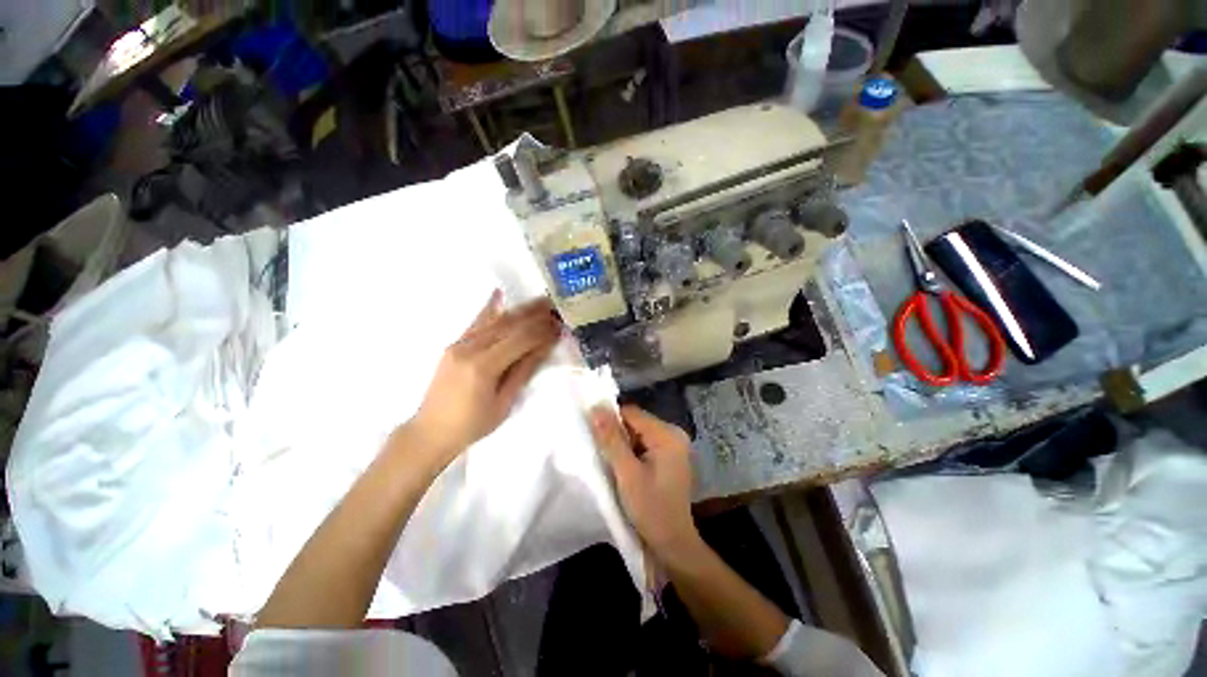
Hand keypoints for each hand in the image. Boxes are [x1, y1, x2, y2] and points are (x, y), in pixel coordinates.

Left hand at [410, 291, 560, 460]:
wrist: (430, 432)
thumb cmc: (472, 425)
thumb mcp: (504, 402)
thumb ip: (523, 370)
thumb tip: (544, 346)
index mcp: (483, 367)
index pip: (520, 339)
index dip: (542, 331)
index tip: (560, 325)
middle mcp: (469, 349)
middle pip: (508, 324)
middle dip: (534, 314)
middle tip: (555, 306)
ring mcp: (459, 344)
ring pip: (494, 320)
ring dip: (519, 310)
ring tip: (539, 302)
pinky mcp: (454, 345)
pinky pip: (476, 322)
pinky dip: (490, 308)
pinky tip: (499, 294)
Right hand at [590, 405, 702, 566]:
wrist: (673, 544)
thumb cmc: (651, 509)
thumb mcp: (627, 473)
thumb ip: (611, 439)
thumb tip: (596, 408)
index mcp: (667, 434)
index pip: (631, 413)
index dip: (610, 420)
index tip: (595, 437)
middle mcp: (673, 434)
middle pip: (635, 422)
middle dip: (617, 435)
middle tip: (603, 454)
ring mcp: (673, 445)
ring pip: (638, 434)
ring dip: (623, 445)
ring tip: (613, 463)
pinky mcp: (669, 457)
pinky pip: (644, 444)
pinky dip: (631, 452)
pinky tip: (625, 468)